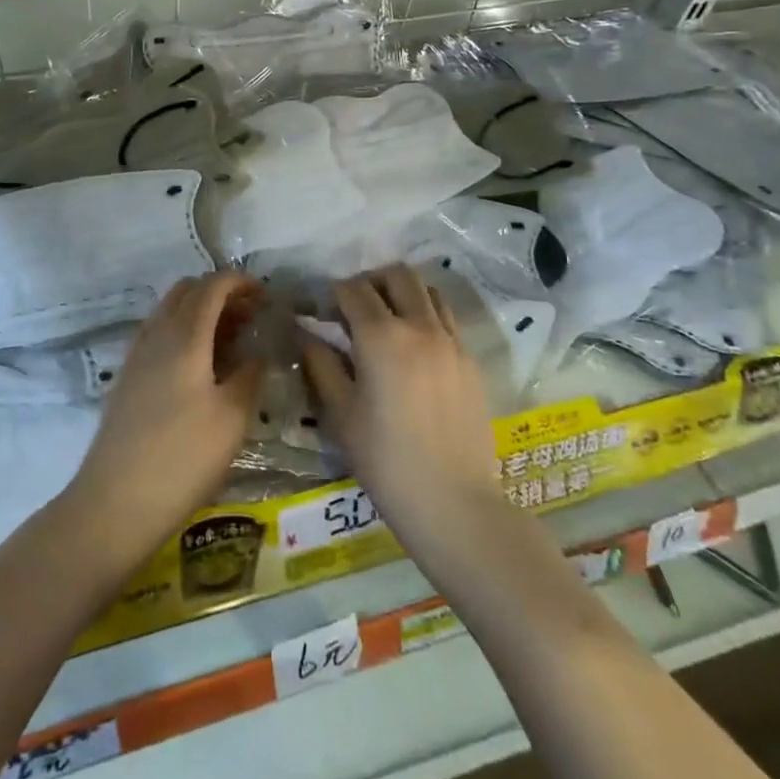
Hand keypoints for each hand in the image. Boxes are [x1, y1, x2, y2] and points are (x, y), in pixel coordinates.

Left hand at [68, 271, 265, 559]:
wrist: (115, 503)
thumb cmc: (183, 458)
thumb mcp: (232, 418)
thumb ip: (250, 374)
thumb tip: (260, 350)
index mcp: (184, 335)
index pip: (213, 285)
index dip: (242, 282)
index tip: (268, 298)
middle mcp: (156, 333)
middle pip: (188, 290)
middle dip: (221, 293)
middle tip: (251, 319)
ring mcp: (137, 354)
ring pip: (171, 310)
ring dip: (202, 312)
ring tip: (232, 343)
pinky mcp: (128, 377)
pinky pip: (159, 334)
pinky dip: (184, 332)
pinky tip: (201, 367)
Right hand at [301, 264, 502, 551]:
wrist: (455, 503)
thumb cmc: (386, 461)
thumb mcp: (341, 414)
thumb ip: (322, 365)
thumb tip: (309, 335)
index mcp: (381, 336)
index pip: (353, 289)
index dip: (332, 294)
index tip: (321, 312)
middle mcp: (420, 326)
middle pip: (397, 274)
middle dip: (371, 281)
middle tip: (355, 308)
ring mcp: (451, 340)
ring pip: (427, 289)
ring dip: (403, 293)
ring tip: (387, 320)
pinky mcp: (471, 360)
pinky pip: (446, 318)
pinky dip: (426, 315)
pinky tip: (414, 347)